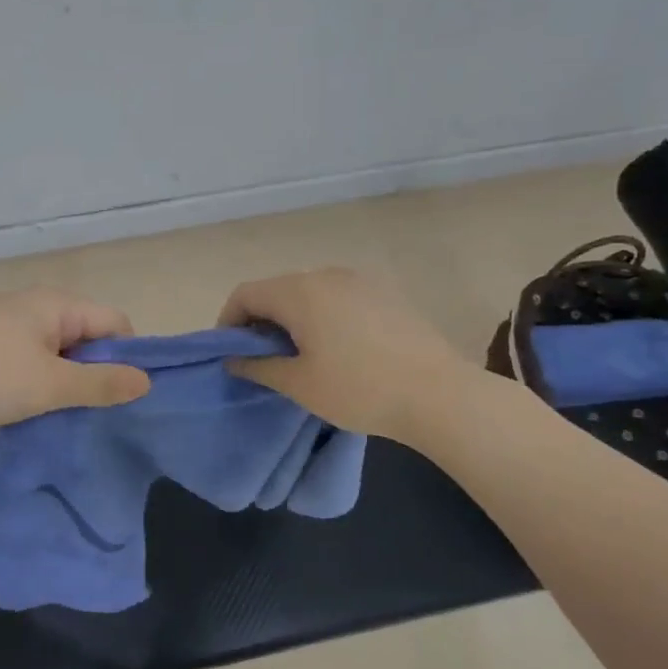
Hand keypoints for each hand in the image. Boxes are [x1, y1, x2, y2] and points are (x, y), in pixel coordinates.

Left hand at [0, 287, 151, 435]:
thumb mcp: (52, 385)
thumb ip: (102, 383)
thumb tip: (146, 380)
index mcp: (56, 304)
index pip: (115, 322)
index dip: (128, 357)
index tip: (123, 398)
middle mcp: (33, 304)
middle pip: (86, 335)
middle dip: (96, 371)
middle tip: (95, 412)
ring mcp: (5, 324)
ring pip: (56, 351)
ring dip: (65, 380)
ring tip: (62, 415)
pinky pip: (29, 359)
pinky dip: (37, 381)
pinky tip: (29, 408)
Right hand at [218, 268, 475, 438]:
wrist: (439, 394)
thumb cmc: (359, 389)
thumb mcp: (299, 384)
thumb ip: (258, 366)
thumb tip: (234, 358)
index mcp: (299, 292)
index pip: (246, 294)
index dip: (228, 321)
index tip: (230, 353)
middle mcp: (326, 275)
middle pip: (276, 289)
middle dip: (260, 320)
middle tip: (261, 358)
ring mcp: (360, 281)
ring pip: (308, 292)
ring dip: (291, 318)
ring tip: (298, 356)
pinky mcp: (384, 293)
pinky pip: (337, 297)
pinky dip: (321, 316)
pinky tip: (335, 349)